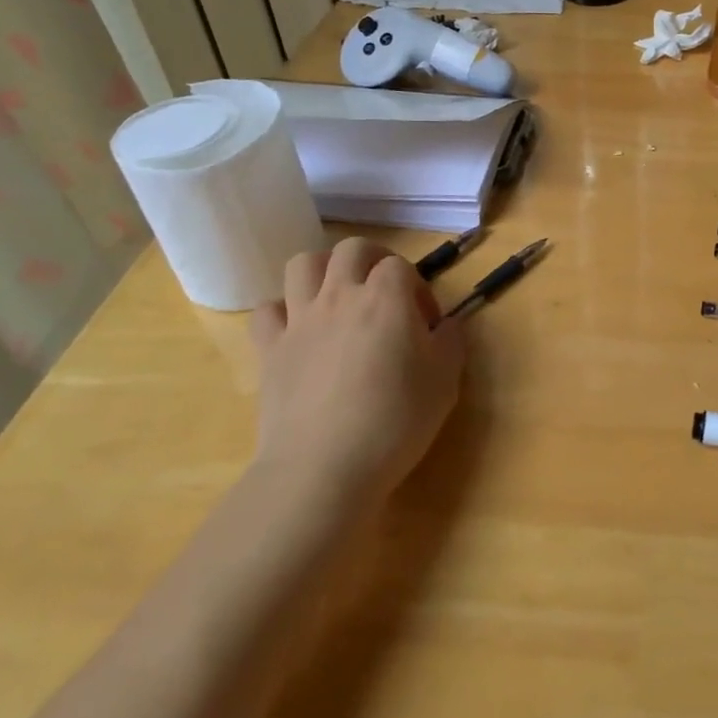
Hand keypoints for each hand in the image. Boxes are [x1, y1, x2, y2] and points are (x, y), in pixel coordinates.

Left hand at [249, 237, 466, 505]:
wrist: (323, 468)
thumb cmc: (395, 422)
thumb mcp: (445, 383)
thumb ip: (451, 342)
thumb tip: (447, 325)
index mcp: (386, 299)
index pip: (400, 266)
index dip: (417, 287)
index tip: (426, 323)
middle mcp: (340, 296)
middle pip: (352, 249)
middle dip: (373, 261)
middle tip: (386, 295)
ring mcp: (299, 320)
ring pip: (303, 264)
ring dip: (324, 271)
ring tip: (339, 298)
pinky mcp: (269, 349)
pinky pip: (267, 310)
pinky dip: (283, 311)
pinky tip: (299, 331)